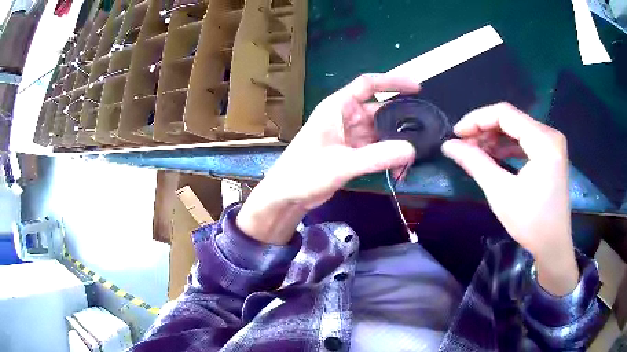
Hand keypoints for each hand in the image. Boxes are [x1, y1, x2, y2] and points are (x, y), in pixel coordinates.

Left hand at [237, 74, 419, 244]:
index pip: (368, 84)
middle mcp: (346, 117)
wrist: (287, 196)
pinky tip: (399, 167)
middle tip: (424, 132)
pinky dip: (388, 155)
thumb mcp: (341, 164)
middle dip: (401, 120)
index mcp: (338, 107)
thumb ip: (376, 157)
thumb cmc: (304, 173)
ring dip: (396, 142)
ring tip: (413, 156)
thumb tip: (411, 150)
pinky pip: (376, 148)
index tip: (417, 88)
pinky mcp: (352, 152)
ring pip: (381, 132)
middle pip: (380, 110)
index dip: (393, 81)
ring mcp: (350, 135)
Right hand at [441, 103, 578, 295]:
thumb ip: (476, 163)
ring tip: (475, 151)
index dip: (477, 119)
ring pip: (517, 128)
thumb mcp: (501, 193)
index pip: (505, 114)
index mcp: (544, 142)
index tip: (456, 134)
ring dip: (494, 138)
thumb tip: (448, 146)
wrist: (553, 246)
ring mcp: (552, 144)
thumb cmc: (531, 223)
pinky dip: (507, 146)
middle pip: (511, 119)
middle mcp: (550, 135)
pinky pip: (525, 140)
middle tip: (463, 145)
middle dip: (484, 129)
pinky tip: (493, 156)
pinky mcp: (550, 154)